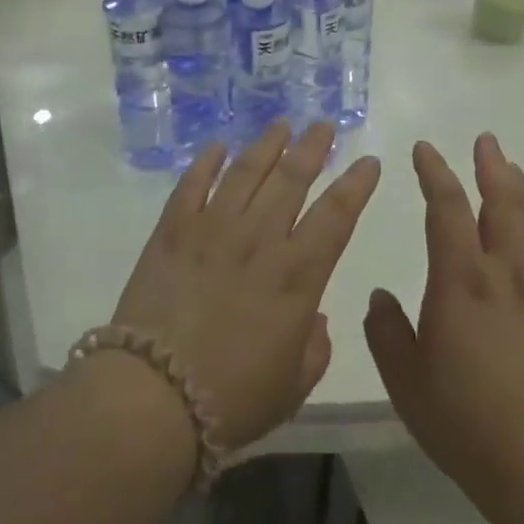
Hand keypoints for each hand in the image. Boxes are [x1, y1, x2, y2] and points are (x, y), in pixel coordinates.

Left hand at [108, 121, 381, 453]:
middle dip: (313, 148)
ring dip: (267, 145)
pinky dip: (207, 162)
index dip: (356, 185)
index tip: (369, 161)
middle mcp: (259, 240)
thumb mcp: (294, 384)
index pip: (337, 215)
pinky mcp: (172, 231)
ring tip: (281, 125)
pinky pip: (193, 184)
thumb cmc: (232, 398)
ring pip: (246, 173)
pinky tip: (218, 146)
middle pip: (292, 179)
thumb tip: (312, 317)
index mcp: (297, 276)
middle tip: (324, 126)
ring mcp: (212, 229)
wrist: (154, 395)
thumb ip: (314, 345)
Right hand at [364, 133, 523, 510]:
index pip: (447, 208)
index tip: (424, 150)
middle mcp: (506, 272)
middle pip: (503, 203)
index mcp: (460, 279)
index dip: (435, 173)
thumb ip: (386, 330)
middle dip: (490, 167)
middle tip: (485, 141)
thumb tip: (379, 296)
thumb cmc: (464, 420)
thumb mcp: (404, 377)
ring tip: (513, 168)